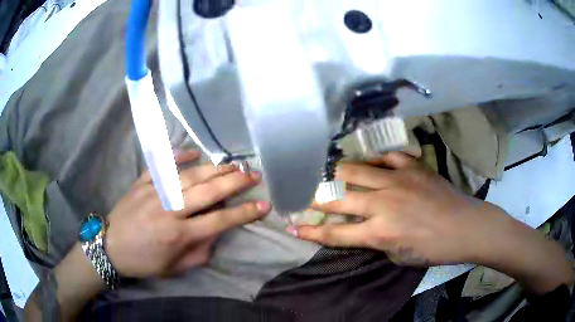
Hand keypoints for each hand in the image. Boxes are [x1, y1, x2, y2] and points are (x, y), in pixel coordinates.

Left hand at [105, 150, 270, 277]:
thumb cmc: (144, 261)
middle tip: (254, 174)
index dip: (244, 213)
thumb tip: (215, 233)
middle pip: (208, 191)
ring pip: (189, 176)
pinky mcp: (142, 183)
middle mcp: (169, 210)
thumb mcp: (175, 268)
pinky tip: (193, 151)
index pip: (220, 220)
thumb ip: (200, 253)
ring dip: (214, 168)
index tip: (263, 205)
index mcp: (179, 235)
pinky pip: (162, 166)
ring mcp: (154, 192)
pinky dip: (177, 156)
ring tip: (234, 164)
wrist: (110, 247)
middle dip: (235, 182)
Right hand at [290, 152, 501, 265]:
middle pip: (338, 198)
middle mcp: (382, 203)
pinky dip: (375, 161)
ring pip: (356, 170)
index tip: (293, 226)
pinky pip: (386, 157)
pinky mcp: (412, 167)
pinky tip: (371, 163)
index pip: (334, 232)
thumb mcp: (398, 257)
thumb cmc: (433, 249)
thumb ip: (376, 241)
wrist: (465, 226)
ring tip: (331, 174)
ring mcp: (397, 180)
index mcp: (378, 232)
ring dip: (339, 174)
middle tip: (306, 195)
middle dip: (316, 199)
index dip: (311, 231)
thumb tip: (363, 229)